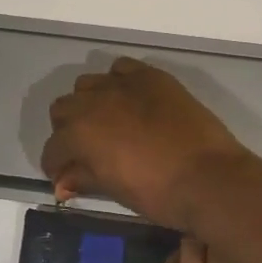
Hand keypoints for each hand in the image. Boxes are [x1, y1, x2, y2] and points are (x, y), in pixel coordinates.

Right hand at [42, 58, 251, 228]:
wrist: (209, 177)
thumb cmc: (158, 193)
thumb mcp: (114, 189)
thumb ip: (83, 178)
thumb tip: (62, 183)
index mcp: (79, 134)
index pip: (53, 148)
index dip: (55, 165)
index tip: (65, 177)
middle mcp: (93, 102)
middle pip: (63, 109)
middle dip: (67, 131)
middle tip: (85, 151)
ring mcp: (122, 84)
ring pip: (87, 84)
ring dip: (89, 103)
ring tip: (107, 122)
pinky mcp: (150, 76)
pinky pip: (121, 69)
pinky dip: (118, 82)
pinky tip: (130, 100)